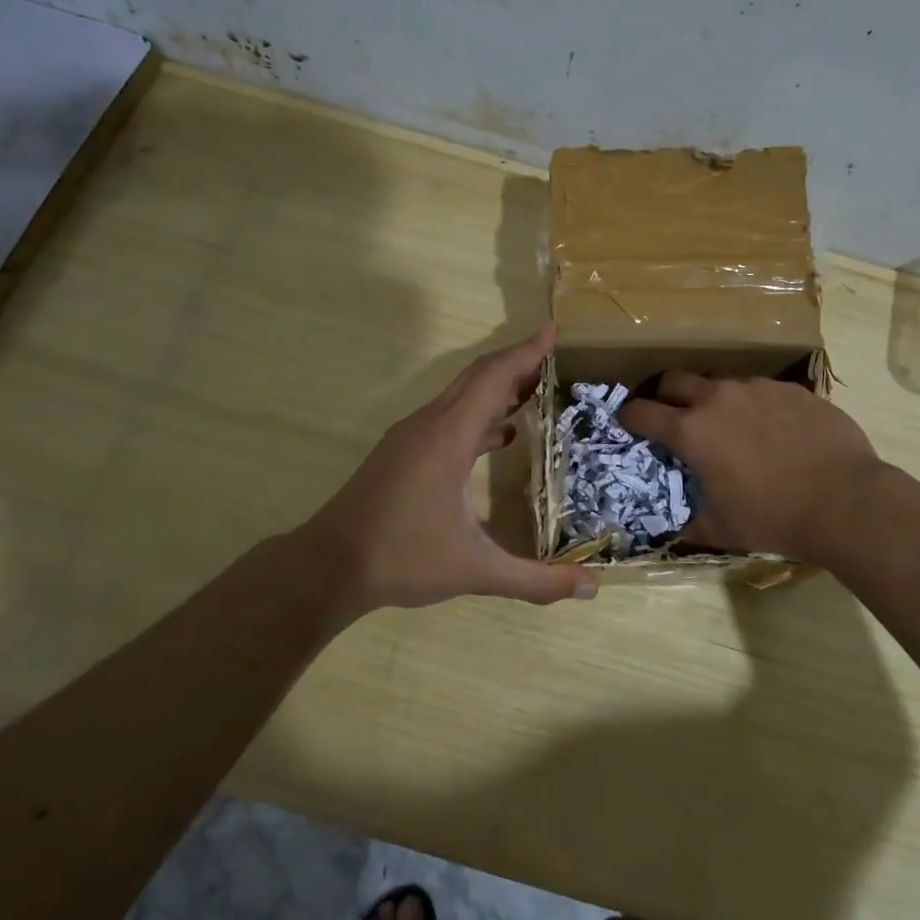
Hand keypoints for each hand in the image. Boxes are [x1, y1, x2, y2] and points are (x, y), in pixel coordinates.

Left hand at [301, 326, 594, 614]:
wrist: (328, 566)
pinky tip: (502, 436)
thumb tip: (591, 588)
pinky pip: (449, 417)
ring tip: (537, 391)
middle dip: (517, 362)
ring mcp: (412, 437)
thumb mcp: (475, 570)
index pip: (493, 377)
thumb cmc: (402, 558)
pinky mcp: (402, 452)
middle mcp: (429, 425)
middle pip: (478, 377)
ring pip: (461, 396)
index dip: (526, 352)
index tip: (553, 331)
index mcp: (449, 437)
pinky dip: (479, 415)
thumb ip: (535, 580)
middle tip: (555, 357)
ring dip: (498, 388)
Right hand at [619, 373, 886, 562]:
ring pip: (719, 381)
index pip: (642, 412)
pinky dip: (752, 405)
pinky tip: (770, 429)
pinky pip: (759, 389)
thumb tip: (669, 531)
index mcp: (693, 431)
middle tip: (671, 415)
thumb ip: (689, 523)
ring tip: (726, 423)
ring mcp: (757, 388)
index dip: (628, 417)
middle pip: (675, 380)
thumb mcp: (722, 530)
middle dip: (664, 395)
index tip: (628, 423)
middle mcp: (719, 398)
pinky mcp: (791, 389)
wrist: (847, 502)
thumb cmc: (774, 518)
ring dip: (711, 398)